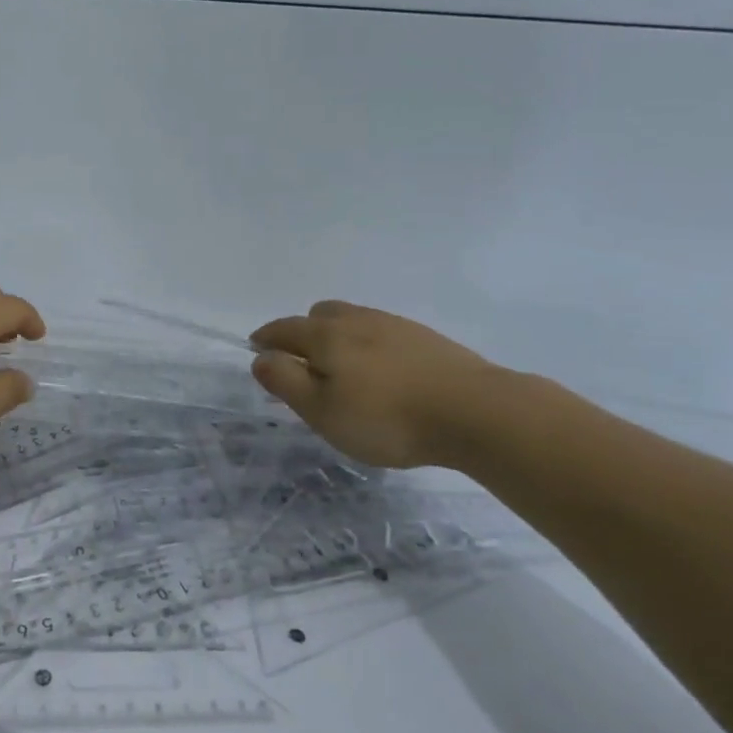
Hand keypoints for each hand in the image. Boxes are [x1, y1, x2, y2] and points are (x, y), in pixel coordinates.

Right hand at [249, 301, 509, 469]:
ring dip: (339, 337)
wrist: (475, 411)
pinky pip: (382, 332)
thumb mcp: (323, 411)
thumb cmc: (387, 417)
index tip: (257, 349)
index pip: (284, 328)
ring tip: (345, 370)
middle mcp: (356, 319)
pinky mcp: (425, 338)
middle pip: (319, 315)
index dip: (266, 338)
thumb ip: (286, 382)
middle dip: (303, 332)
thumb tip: (261, 358)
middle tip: (303, 363)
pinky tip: (384, 373)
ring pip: (353, 320)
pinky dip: (370, 345)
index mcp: (326, 335)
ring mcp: (394, 325)